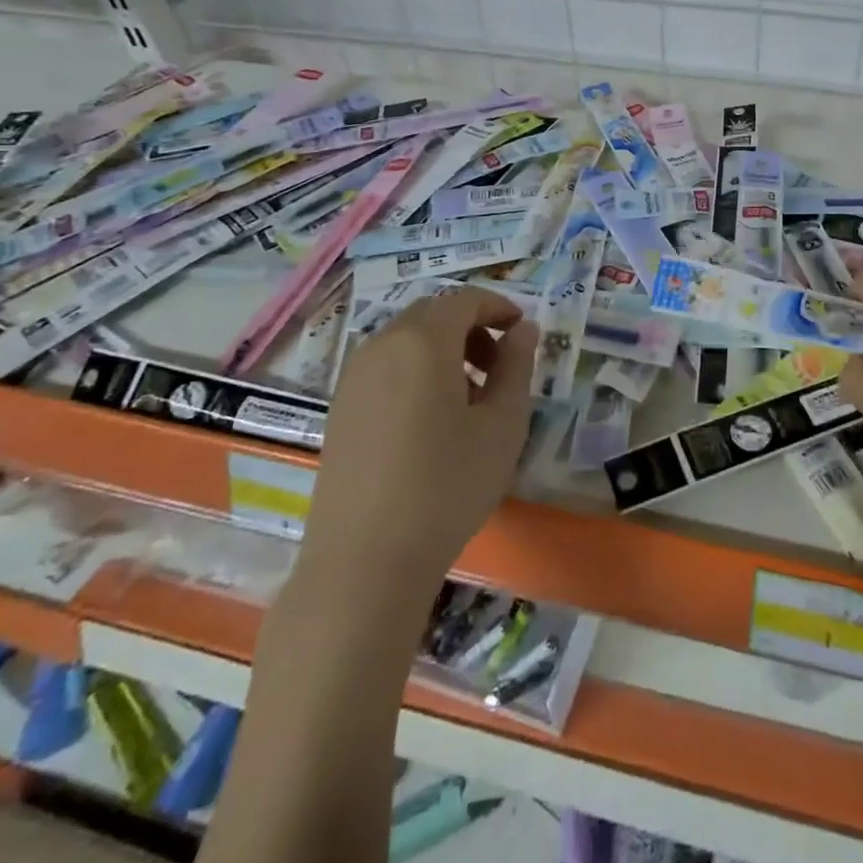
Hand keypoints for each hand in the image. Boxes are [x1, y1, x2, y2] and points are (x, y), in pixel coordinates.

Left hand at [300, 288, 538, 589]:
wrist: (365, 562)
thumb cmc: (448, 485)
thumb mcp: (502, 424)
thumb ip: (516, 366)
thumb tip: (523, 330)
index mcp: (422, 340)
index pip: (465, 300)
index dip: (499, 307)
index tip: (523, 331)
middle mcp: (381, 346)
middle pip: (432, 314)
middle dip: (471, 327)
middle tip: (500, 364)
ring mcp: (353, 378)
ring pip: (406, 340)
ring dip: (443, 350)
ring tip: (470, 396)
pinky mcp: (339, 409)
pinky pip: (385, 367)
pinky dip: (416, 371)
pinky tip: (432, 419)